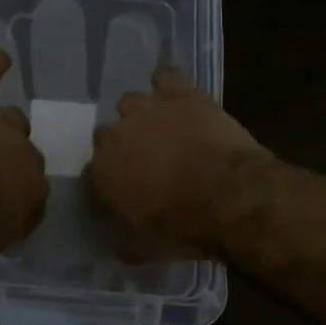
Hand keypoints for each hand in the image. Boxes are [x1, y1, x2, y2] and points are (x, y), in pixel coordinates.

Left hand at [0, 50, 46, 258]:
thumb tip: (1, 223)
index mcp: (33, 189)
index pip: (33, 197)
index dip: (18, 206)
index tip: (1, 216)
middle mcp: (22, 149)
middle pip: (25, 155)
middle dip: (12, 165)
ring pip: (11, 118)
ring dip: (5, 127)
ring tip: (1, 130)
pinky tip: (1, 57)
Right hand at [86, 65, 270, 259]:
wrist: (232, 196)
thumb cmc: (188, 227)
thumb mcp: (153, 249)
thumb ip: (130, 246)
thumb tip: (120, 249)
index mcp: (102, 174)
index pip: (93, 175)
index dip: (109, 183)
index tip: (125, 193)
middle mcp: (115, 137)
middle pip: (107, 135)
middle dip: (123, 146)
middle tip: (146, 162)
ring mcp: (147, 110)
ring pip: (130, 102)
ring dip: (141, 114)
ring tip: (162, 128)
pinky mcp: (179, 94)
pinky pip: (165, 75)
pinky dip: (168, 82)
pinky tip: (175, 92)